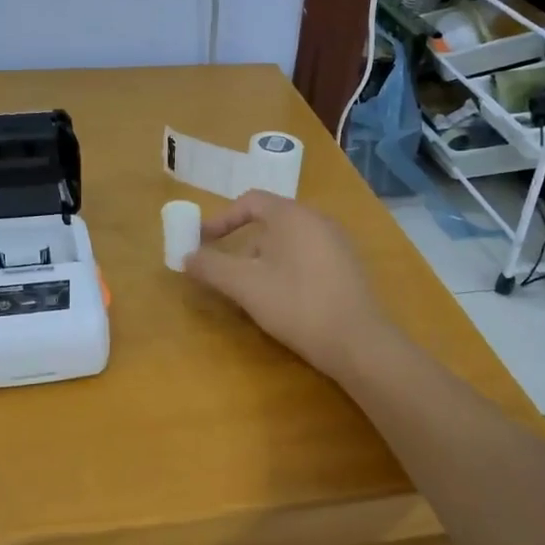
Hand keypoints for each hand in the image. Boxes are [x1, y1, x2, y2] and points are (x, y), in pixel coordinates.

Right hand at [184, 190, 390, 379]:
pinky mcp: (348, 267)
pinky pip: (307, 257)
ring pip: (288, 242)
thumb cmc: (297, 304)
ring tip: (252, 293)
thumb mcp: (245, 286)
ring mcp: (338, 243)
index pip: (250, 201)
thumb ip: (212, 267)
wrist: (358, 342)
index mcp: (292, 215)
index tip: (202, 241)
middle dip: (241, 245)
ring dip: (263, 260)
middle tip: (226, 272)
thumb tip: (187, 256)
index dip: (222, 219)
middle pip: (270, 222)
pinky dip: (286, 269)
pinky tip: (283, 301)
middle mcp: (318, 220)